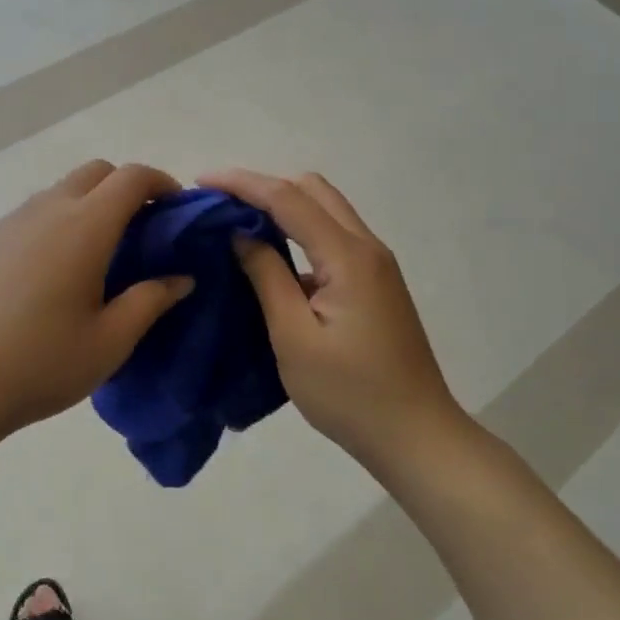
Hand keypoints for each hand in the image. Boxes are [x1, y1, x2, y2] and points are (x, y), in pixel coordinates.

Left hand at [0, 161, 195, 448]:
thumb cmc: (41, 363)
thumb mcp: (109, 342)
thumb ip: (150, 301)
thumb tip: (181, 278)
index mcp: (85, 226)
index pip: (131, 177)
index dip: (161, 181)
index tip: (176, 208)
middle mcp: (48, 210)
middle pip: (96, 172)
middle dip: (126, 187)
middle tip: (142, 229)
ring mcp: (12, 222)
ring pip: (62, 189)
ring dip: (91, 202)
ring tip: (101, 252)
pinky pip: (35, 211)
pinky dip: (59, 219)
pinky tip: (56, 269)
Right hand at [203, 168, 465, 475]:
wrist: (418, 438)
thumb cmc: (350, 395)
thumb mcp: (294, 338)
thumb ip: (267, 276)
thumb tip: (240, 234)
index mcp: (348, 256)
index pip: (287, 198)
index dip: (242, 183)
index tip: (201, 181)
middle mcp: (367, 247)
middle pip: (312, 190)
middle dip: (263, 186)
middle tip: (221, 204)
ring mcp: (376, 263)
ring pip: (325, 209)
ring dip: (282, 205)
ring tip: (238, 223)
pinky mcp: (376, 281)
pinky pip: (332, 234)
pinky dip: (299, 229)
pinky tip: (273, 254)